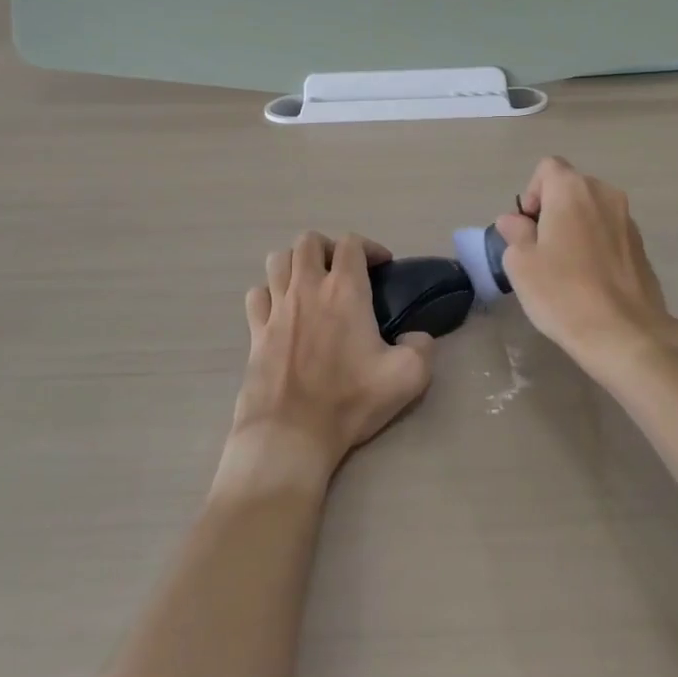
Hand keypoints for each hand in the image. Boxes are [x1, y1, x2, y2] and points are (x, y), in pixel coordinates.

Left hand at [224, 232, 433, 489]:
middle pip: (308, 241)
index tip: (382, 267)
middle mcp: (307, 288)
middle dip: (328, 247)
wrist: (290, 435)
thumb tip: (417, 337)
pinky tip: (282, 310)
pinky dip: (269, 293)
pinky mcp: (255, 332)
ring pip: (277, 260)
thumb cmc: (348, 401)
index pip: (351, 244)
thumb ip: (422, 349)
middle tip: (343, 270)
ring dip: (295, 263)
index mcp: (344, 291)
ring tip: (311, 283)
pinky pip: (257, 295)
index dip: (369, 247)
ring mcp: (276, 308)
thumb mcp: (406, 378)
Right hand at [494, 157, 677, 376]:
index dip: (531, 193)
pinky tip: (589, 280)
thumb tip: (515, 221)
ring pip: (592, 211)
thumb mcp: (521, 264)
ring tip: (565, 267)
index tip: (527, 228)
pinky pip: (609, 233)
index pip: (547, 168)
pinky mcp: (642, 246)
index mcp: (572, 189)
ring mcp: (628, 219)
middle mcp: (604, 194)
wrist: (625, 334)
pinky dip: (596, 245)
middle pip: (570, 188)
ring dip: (575, 228)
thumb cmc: (563, 292)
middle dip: (552, 210)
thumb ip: (515, 233)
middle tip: (541, 249)